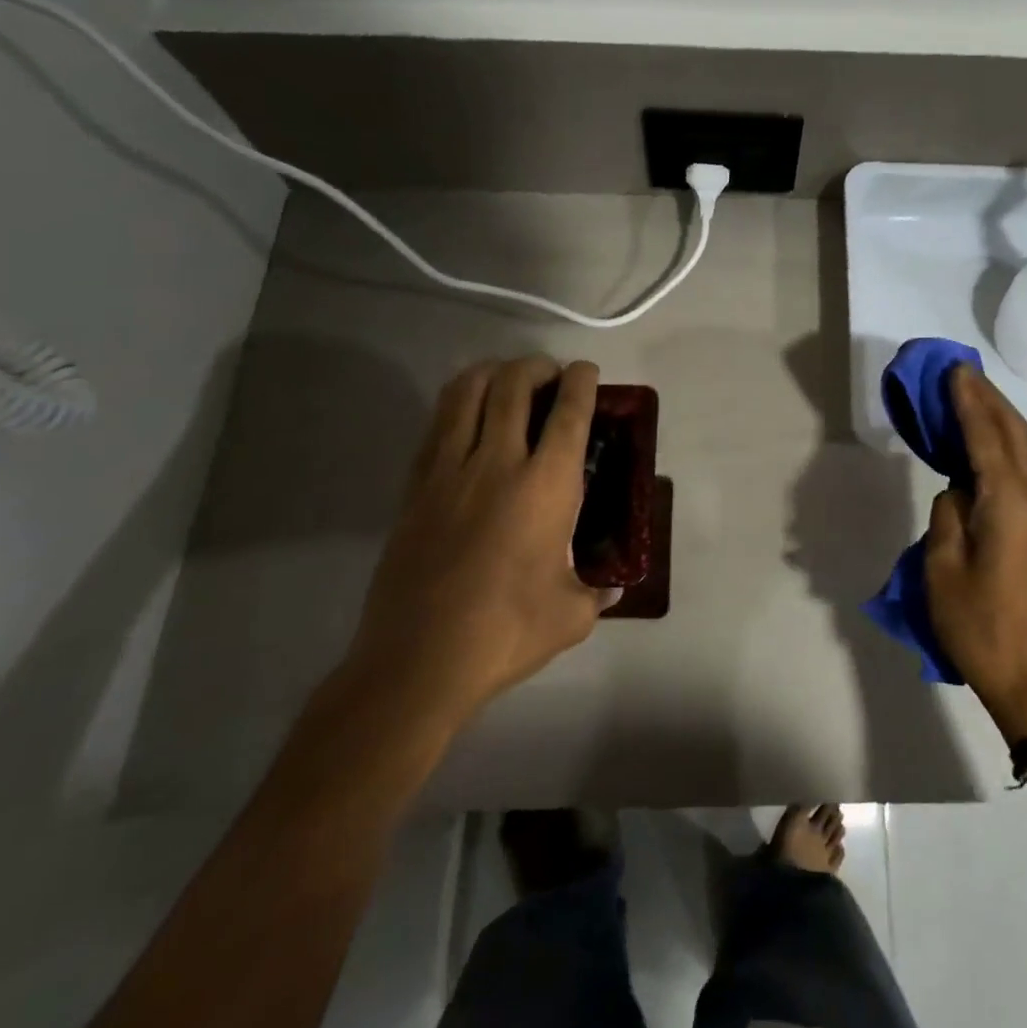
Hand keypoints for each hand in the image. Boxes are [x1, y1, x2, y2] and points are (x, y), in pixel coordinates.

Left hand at [344, 356, 611, 739]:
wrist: (417, 661)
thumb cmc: (506, 632)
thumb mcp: (572, 615)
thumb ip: (598, 592)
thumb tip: (612, 587)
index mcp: (546, 485)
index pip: (569, 411)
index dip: (581, 381)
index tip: (586, 372)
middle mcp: (497, 462)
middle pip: (513, 384)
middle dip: (536, 366)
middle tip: (549, 376)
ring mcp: (448, 471)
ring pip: (465, 392)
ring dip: (491, 374)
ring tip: (506, 382)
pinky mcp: (414, 488)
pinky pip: (436, 426)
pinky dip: (456, 405)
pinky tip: (467, 420)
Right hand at [925, 366, 1026, 742]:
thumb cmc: (979, 623)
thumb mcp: (943, 566)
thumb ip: (947, 514)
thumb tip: (956, 491)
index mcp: (1008, 501)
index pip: (986, 435)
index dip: (968, 400)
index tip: (953, 369)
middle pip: (1013, 433)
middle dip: (988, 399)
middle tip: (960, 372)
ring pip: (1020, 450)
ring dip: (996, 419)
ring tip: (968, 396)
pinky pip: (1019, 471)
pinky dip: (999, 446)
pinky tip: (979, 445)